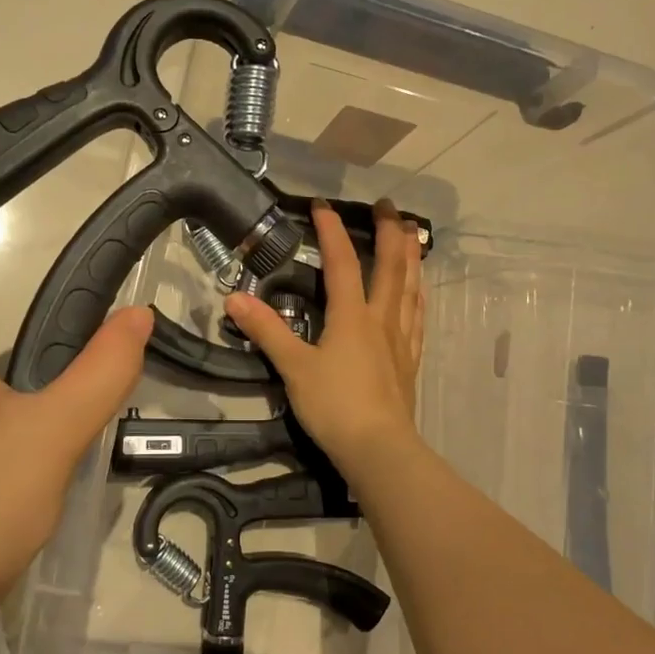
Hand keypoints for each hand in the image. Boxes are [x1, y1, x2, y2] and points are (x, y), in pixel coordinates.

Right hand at [224, 200, 424, 470]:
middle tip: (390, 206)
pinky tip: (420, 292)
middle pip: (390, 267)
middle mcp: (381, 319)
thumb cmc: (334, 406)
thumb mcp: (294, 368)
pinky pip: (417, 318)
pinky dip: (419, 296)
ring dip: (411, 258)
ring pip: (410, 288)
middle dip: (390, 233)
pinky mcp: (408, 362)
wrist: (378, 449)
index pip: (342, 263)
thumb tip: (234, 298)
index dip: (332, 231)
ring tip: (414, 235)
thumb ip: (267, 331)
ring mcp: (400, 340)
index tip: (322, 205)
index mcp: (351, 316)